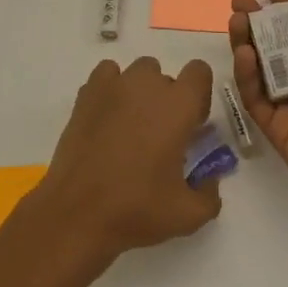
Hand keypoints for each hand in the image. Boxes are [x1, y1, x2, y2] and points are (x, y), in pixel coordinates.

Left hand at [34, 55, 223, 261]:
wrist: (77, 213)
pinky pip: (107, 75)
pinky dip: (111, 89)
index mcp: (178, 106)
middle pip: (166, 76)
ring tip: (130, 127)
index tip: (191, 125)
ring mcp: (114, 86)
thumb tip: (209, 179)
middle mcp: (147, 85)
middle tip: (159, 137)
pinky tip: (107, 117)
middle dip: (168, 100)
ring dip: (140, 92)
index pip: (199, 71)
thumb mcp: (188, 215)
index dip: (199, 96)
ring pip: (137, 73)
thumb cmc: (137, 209)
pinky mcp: (86, 94)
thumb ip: (210, 194)